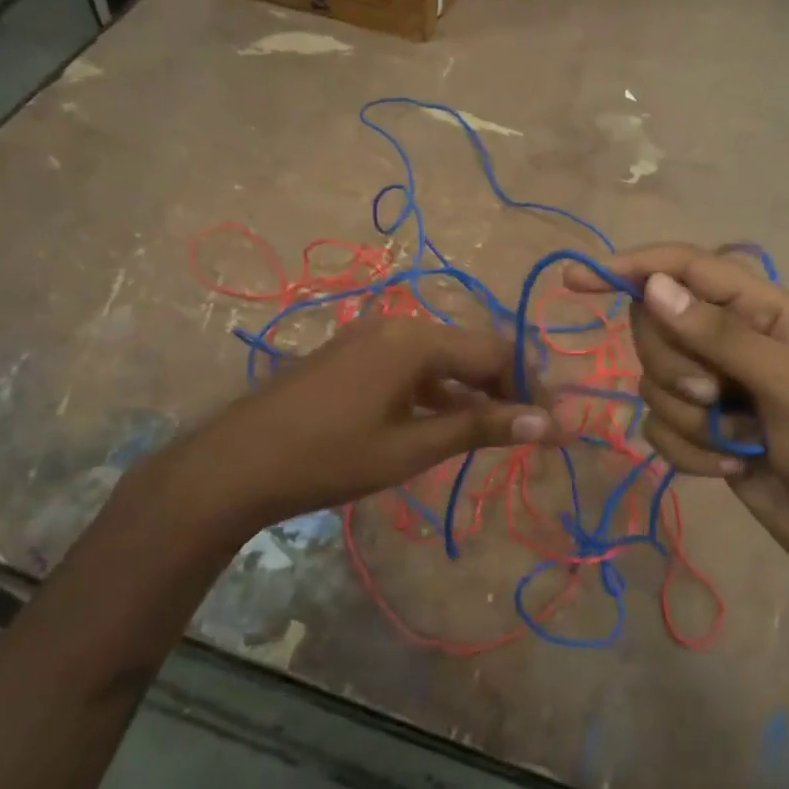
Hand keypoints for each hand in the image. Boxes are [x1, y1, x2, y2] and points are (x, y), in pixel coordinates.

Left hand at [128, 317, 564, 538]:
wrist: (237, 463)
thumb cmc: (331, 458)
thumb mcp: (411, 448)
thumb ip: (480, 429)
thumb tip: (551, 424)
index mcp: (416, 340)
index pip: (496, 351)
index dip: (529, 386)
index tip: (548, 424)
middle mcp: (398, 325)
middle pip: (470, 349)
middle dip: (502, 387)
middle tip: (524, 431)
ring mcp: (371, 337)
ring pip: (441, 358)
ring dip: (469, 391)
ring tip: (491, 434)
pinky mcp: (353, 355)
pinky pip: (411, 365)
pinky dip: (436, 391)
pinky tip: (443, 424)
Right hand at [565, 245, 788, 577]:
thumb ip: (720, 334)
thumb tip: (653, 286)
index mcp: (760, 309)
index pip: (684, 268)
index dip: (631, 267)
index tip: (579, 279)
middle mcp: (728, 339)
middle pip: (656, 327)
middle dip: (677, 368)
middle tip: (717, 396)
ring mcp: (711, 387)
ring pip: (652, 382)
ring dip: (691, 420)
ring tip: (742, 441)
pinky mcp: (698, 430)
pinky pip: (657, 427)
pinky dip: (691, 452)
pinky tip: (732, 467)